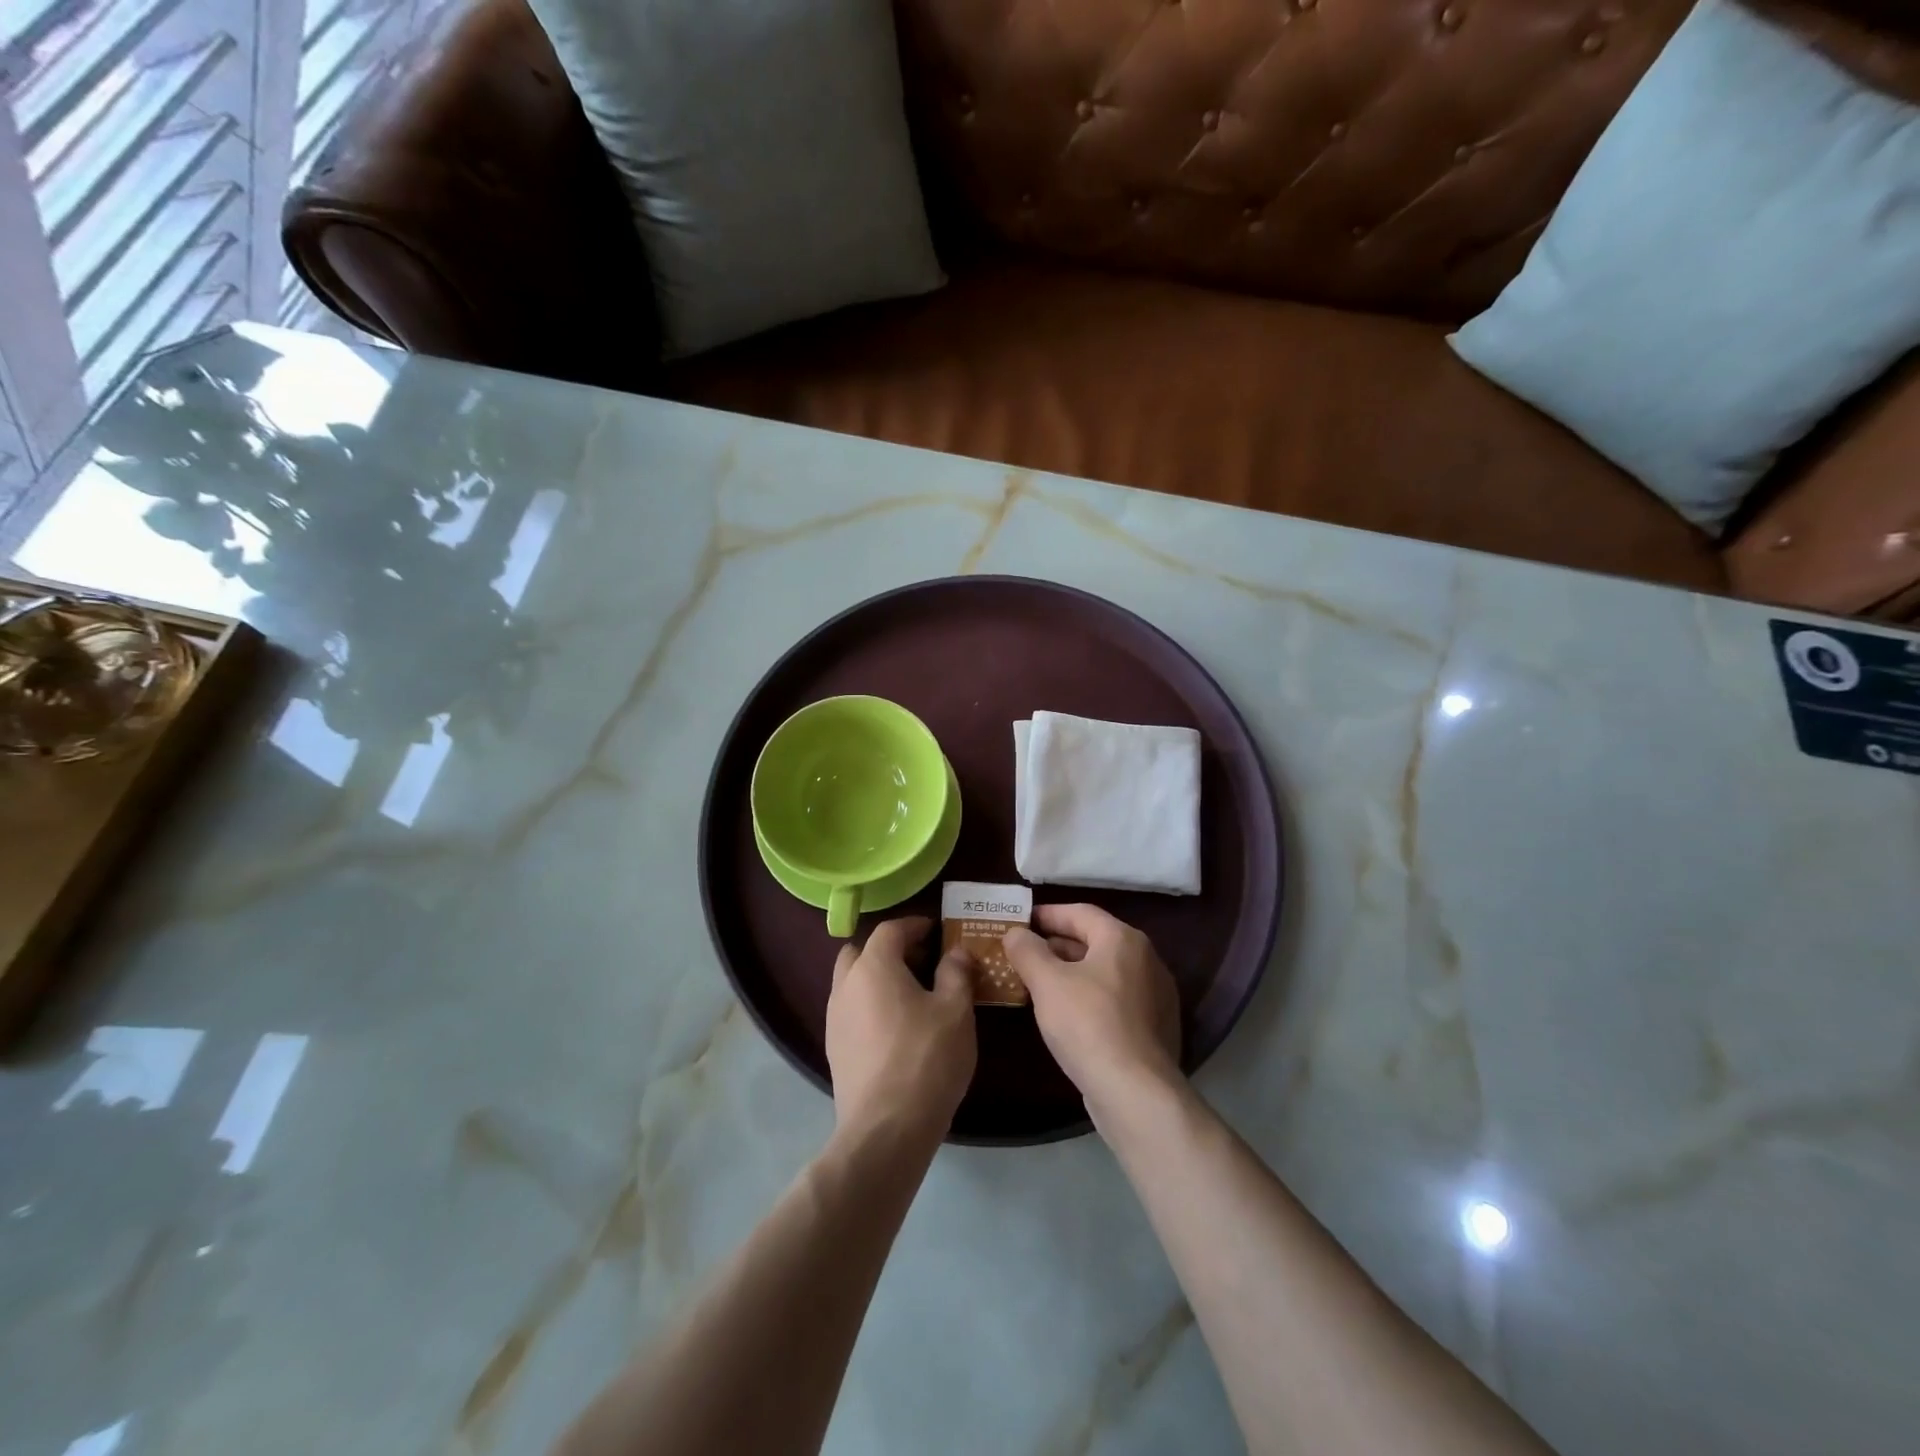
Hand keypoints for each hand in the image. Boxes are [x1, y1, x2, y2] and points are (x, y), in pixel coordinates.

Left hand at [826, 917, 976, 1141]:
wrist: (886, 1129)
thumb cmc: (926, 1058)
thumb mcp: (955, 1010)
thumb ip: (956, 973)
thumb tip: (955, 953)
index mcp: (873, 966)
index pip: (890, 929)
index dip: (915, 925)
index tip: (936, 931)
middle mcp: (845, 985)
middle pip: (862, 952)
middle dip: (890, 950)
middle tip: (922, 962)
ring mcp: (834, 1019)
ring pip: (853, 982)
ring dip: (877, 979)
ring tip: (912, 996)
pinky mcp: (834, 1049)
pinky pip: (851, 1011)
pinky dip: (871, 1006)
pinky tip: (897, 1028)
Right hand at [1004, 905, 1181, 1119]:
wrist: (1136, 1092)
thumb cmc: (1088, 1024)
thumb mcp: (1047, 982)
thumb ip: (1027, 950)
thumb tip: (1016, 933)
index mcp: (1123, 939)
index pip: (1080, 912)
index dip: (1047, 914)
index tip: (1020, 922)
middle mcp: (1146, 959)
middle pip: (1094, 940)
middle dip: (1056, 945)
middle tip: (1022, 953)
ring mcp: (1155, 995)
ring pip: (1103, 971)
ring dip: (1070, 972)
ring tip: (1036, 983)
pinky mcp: (1154, 1027)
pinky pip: (1115, 998)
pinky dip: (1088, 996)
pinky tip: (1065, 1014)